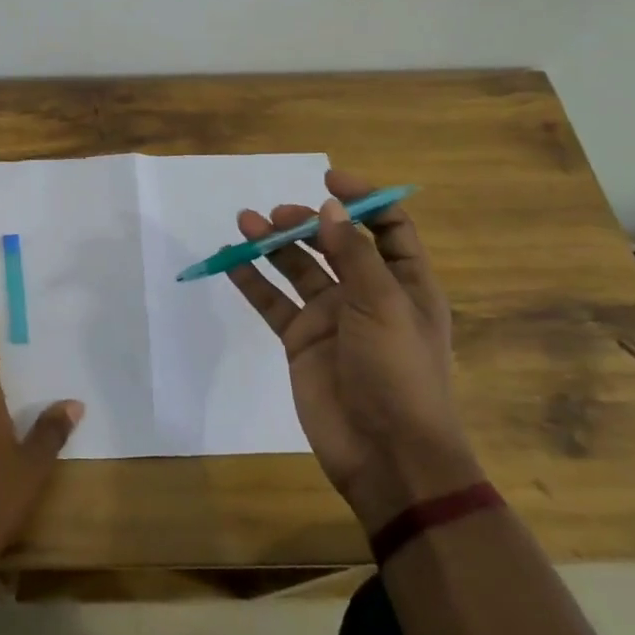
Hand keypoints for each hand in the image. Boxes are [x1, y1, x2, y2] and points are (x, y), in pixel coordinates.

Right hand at [227, 169, 479, 528]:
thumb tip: (330, 207)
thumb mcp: (384, 306)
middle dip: (307, 222)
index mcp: (405, 284)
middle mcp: (367, 294)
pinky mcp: (300, 341)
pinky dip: (252, 281)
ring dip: (273, 245)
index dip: (365, 199)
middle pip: (334, 243)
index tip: (329, 179)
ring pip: (297, 269)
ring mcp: (331, 318)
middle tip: (277, 215)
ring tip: (245, 222)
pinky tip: (230, 261)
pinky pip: (272, 302)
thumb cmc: (399, 373)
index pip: (388, 228)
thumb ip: (353, 255)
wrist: (386, 455)